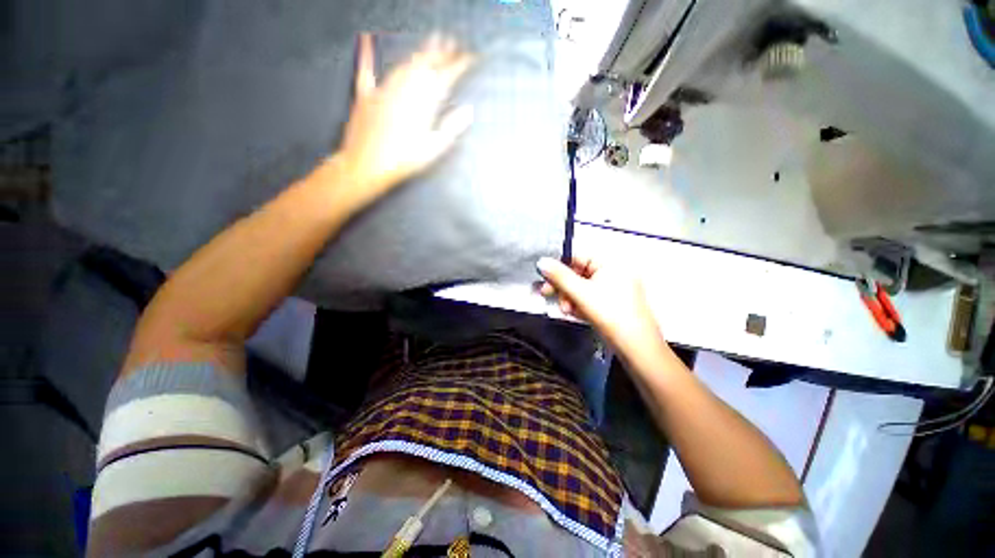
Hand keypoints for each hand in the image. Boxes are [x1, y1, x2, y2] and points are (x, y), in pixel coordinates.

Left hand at [324, 33, 473, 212]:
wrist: (365, 166)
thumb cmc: (402, 162)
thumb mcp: (432, 149)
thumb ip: (451, 128)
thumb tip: (469, 111)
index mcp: (422, 104)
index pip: (445, 77)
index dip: (459, 65)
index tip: (470, 57)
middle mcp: (403, 90)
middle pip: (425, 66)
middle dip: (440, 53)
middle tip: (452, 43)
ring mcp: (383, 90)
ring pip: (404, 66)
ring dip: (418, 54)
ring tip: (429, 45)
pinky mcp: (365, 96)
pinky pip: (366, 71)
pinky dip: (367, 55)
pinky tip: (367, 40)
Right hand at [537, 256, 665, 357]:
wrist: (637, 348)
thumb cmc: (610, 314)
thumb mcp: (581, 293)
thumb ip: (559, 276)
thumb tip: (541, 261)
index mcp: (610, 263)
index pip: (577, 257)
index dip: (558, 267)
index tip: (543, 277)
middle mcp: (613, 272)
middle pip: (578, 273)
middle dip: (563, 287)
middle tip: (547, 294)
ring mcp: (614, 288)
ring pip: (582, 287)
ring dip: (570, 298)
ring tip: (567, 310)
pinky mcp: (613, 303)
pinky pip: (590, 298)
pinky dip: (580, 304)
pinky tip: (576, 314)